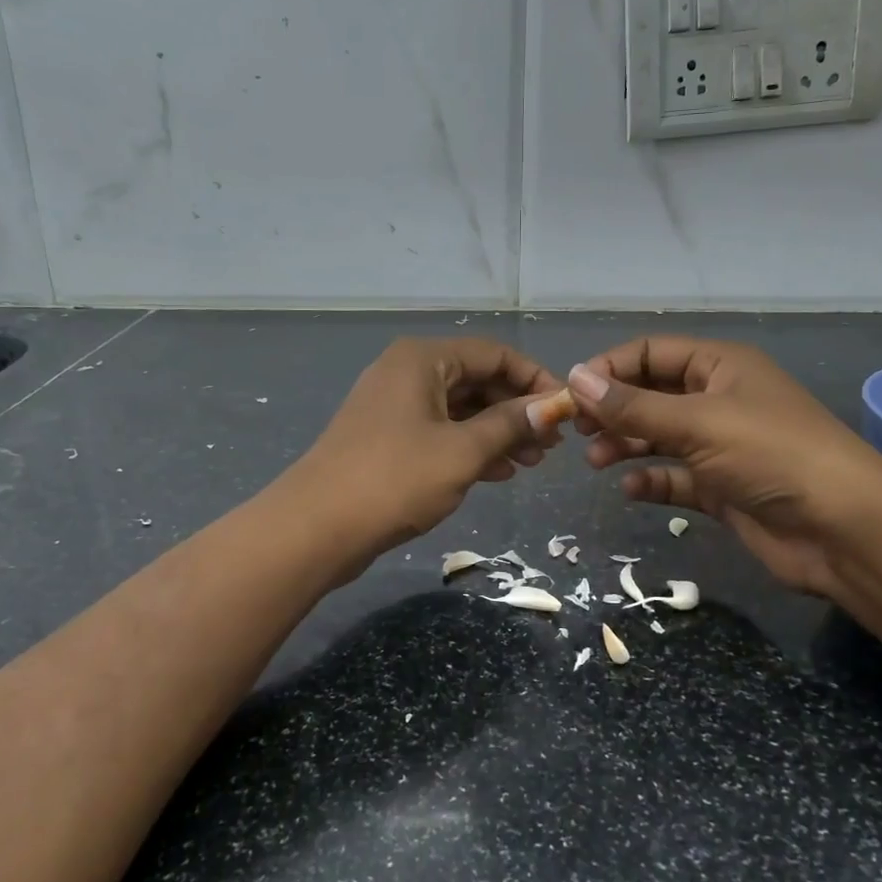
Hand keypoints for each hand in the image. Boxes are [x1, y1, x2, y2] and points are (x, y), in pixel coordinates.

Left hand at [287, 337, 565, 571]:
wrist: (316, 527)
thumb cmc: (395, 479)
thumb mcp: (462, 451)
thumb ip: (510, 424)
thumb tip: (552, 406)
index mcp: (423, 359)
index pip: (494, 353)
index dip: (535, 379)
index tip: (565, 410)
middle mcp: (407, 372)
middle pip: (477, 380)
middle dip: (517, 410)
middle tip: (552, 445)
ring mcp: (394, 406)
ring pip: (460, 410)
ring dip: (498, 433)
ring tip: (532, 463)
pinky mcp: (387, 439)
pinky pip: (440, 432)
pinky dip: (470, 448)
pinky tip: (499, 473)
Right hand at [566, 337, 881, 596]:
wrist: (844, 530)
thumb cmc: (771, 455)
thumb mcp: (697, 422)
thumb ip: (633, 406)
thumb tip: (576, 378)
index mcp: (720, 366)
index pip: (652, 352)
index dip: (610, 368)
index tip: (573, 394)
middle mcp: (718, 399)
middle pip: (651, 394)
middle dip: (613, 409)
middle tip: (577, 431)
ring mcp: (721, 445)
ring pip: (659, 437)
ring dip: (625, 445)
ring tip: (595, 460)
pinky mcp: (722, 488)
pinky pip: (675, 477)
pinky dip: (651, 480)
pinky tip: (630, 488)